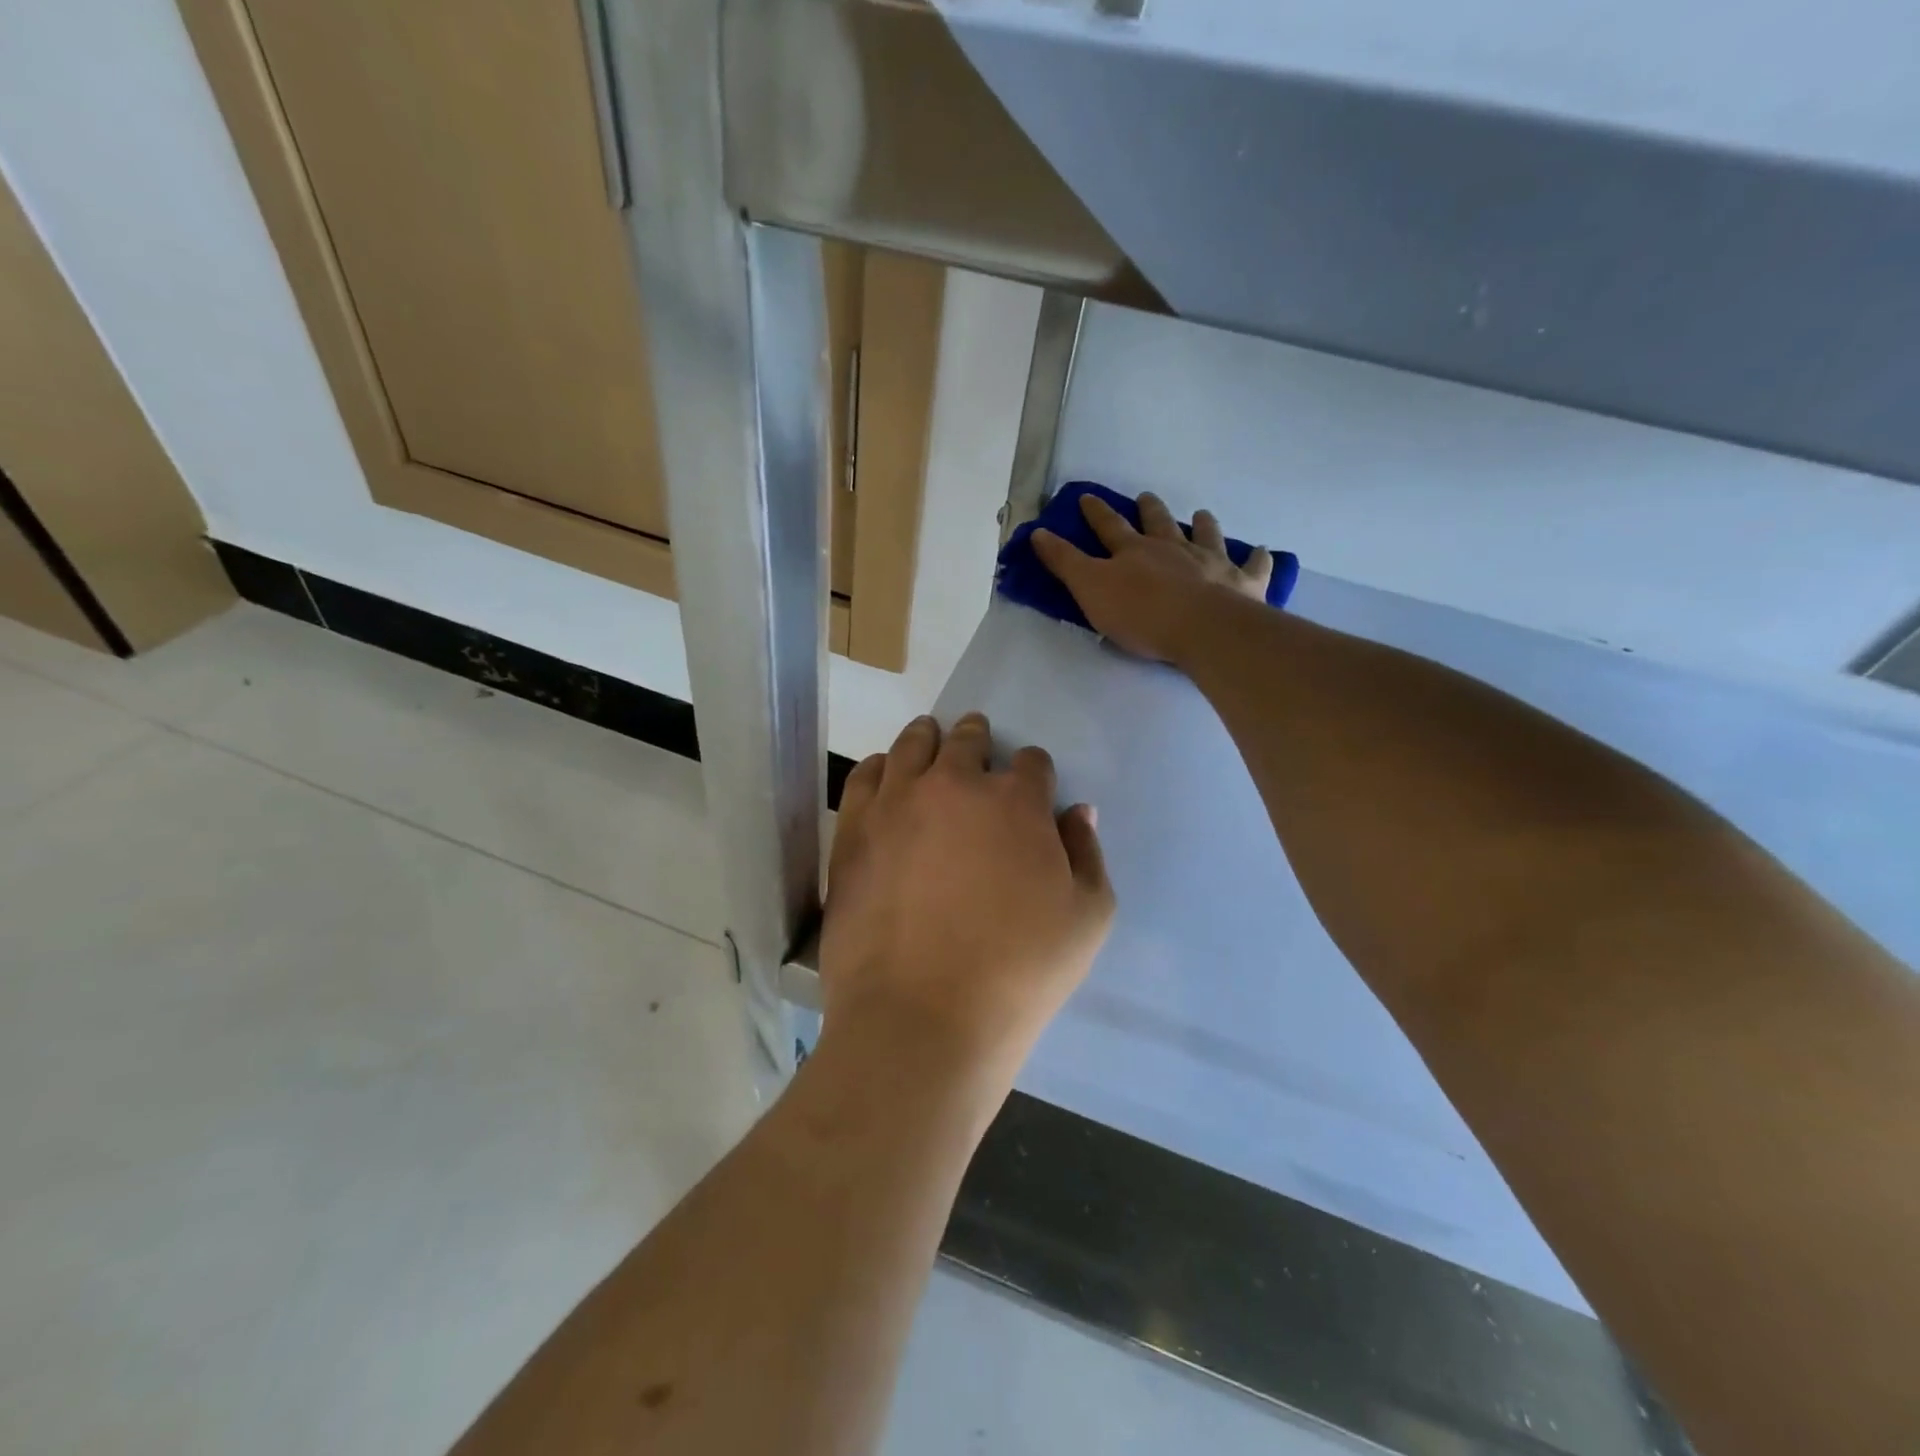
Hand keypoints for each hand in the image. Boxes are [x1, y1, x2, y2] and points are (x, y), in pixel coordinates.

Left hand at [819, 713, 1114, 1085]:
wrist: (922, 1017)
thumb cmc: (1019, 973)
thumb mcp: (1087, 918)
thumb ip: (1087, 853)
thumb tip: (1076, 811)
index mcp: (1016, 802)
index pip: (1031, 762)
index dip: (1035, 775)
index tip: (1032, 792)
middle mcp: (954, 785)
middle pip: (968, 740)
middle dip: (978, 740)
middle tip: (977, 749)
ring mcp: (897, 803)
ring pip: (913, 745)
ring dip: (928, 740)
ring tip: (931, 743)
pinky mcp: (853, 829)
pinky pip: (866, 776)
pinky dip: (881, 768)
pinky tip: (887, 777)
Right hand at [1031, 492, 1273, 663]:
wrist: (1201, 628)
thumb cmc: (1141, 613)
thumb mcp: (1089, 589)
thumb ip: (1064, 562)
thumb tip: (1037, 532)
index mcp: (1135, 552)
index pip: (1109, 527)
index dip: (1096, 513)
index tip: (1087, 497)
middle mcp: (1173, 549)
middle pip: (1159, 524)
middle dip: (1150, 510)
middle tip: (1147, 497)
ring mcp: (1212, 563)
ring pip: (1207, 536)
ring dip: (1203, 525)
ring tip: (1202, 514)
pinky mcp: (1243, 584)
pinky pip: (1253, 567)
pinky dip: (1258, 559)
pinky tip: (1263, 552)